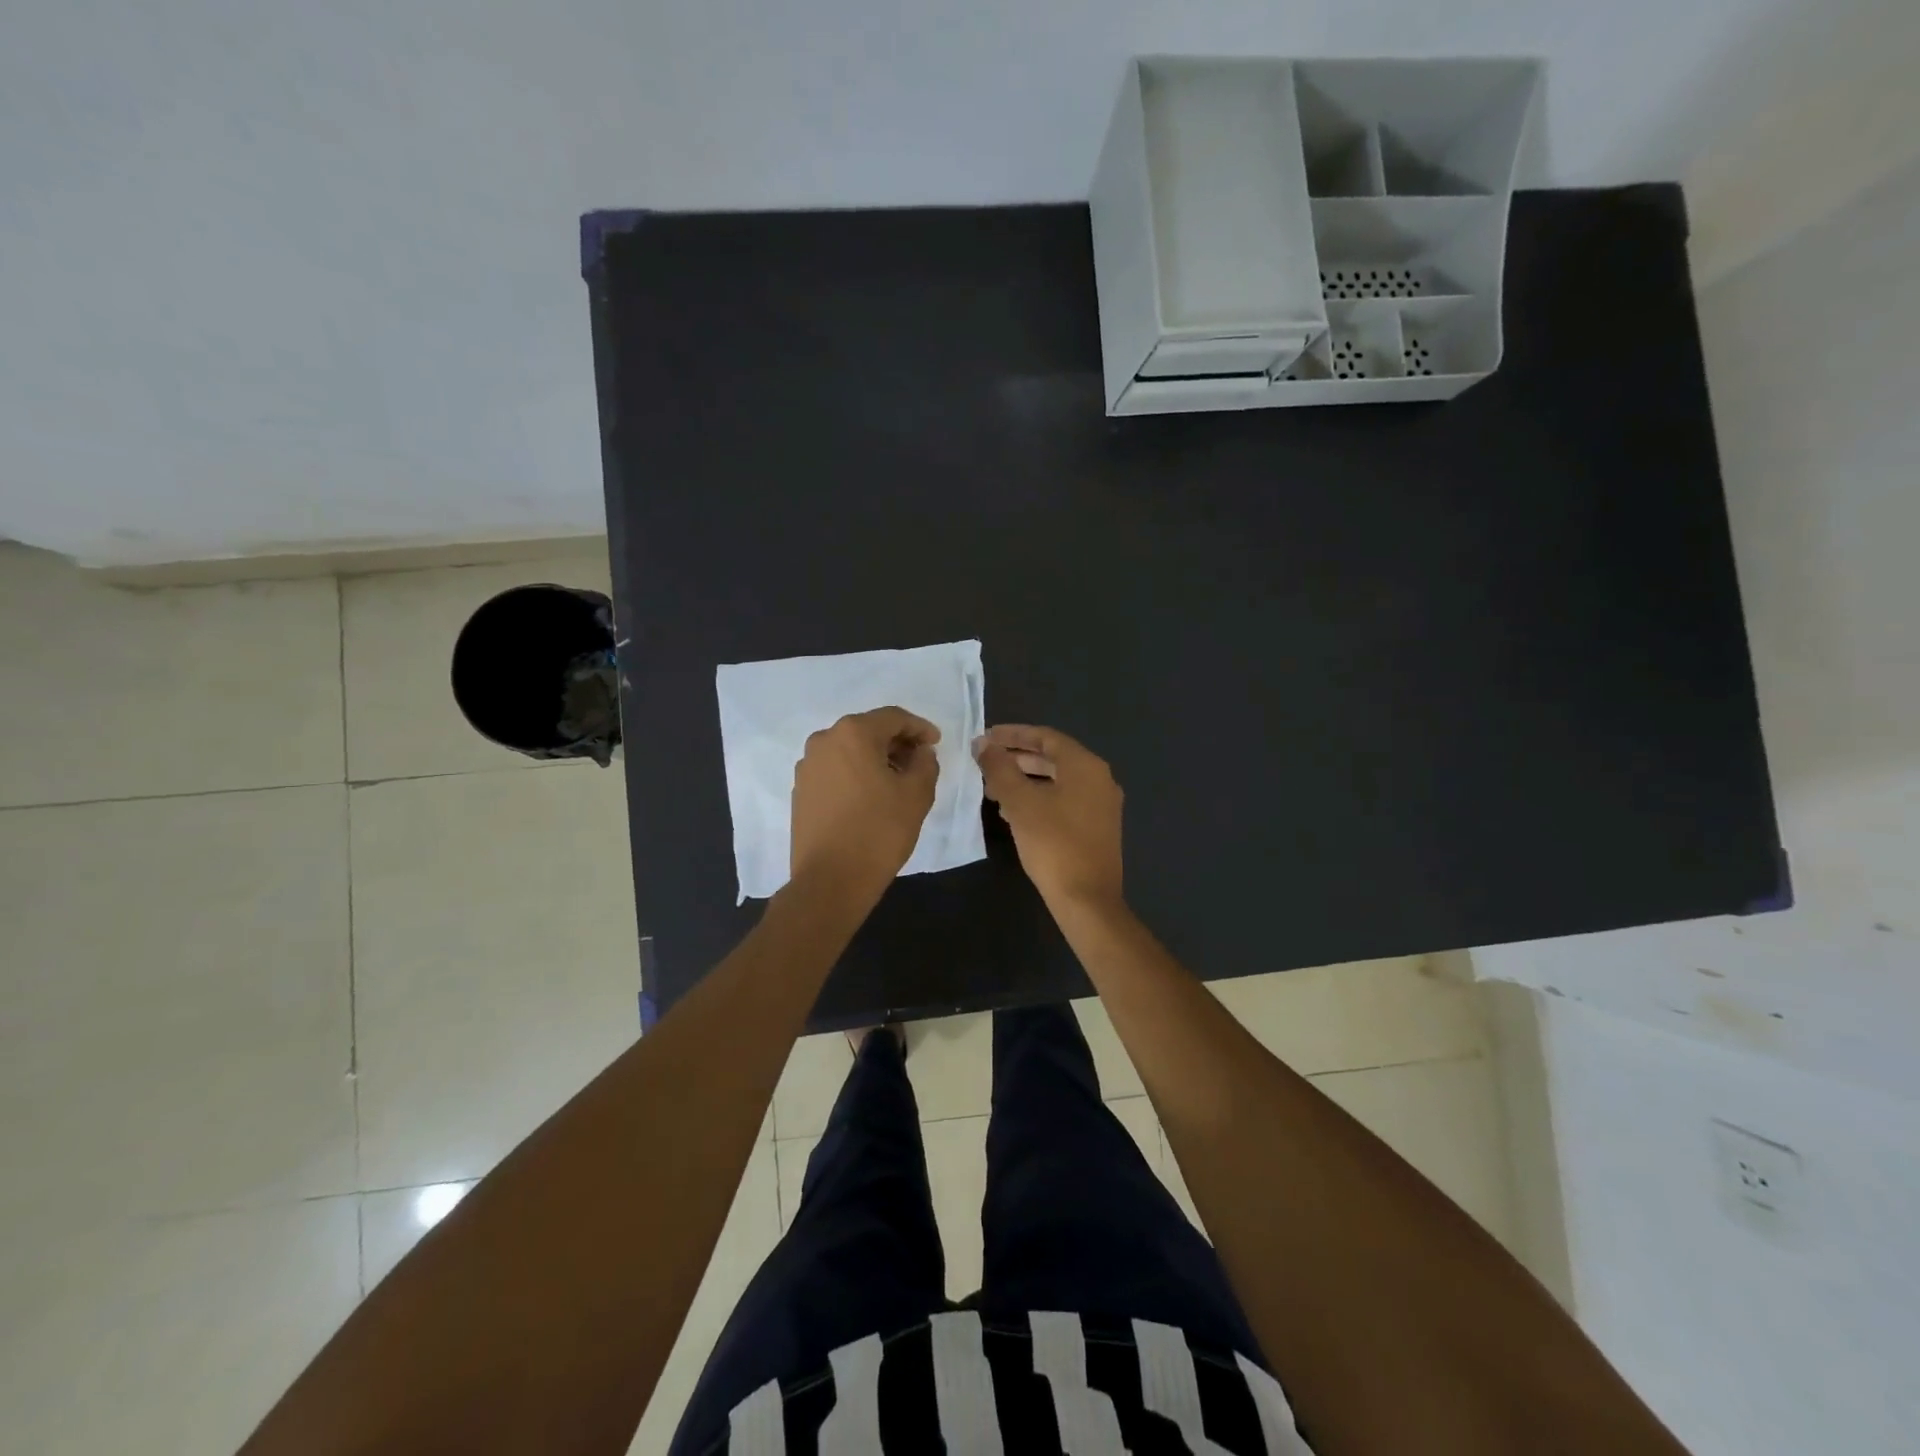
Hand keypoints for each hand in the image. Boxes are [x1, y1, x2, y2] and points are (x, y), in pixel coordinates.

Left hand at [790, 707, 940, 905]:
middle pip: (868, 731)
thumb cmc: (878, 831)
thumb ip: (925, 763)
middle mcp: (824, 741)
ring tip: (897, 781)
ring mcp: (807, 766)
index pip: (893, 718)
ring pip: (849, 751)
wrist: (830, 880)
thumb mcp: (917, 794)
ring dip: (875, 759)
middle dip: (896, 742)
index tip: (936, 743)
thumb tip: (920, 753)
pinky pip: (835, 770)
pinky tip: (871, 796)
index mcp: (853, 733)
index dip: (919, 728)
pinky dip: (856, 774)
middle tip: (919, 762)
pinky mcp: (801, 790)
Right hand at [974, 724, 1123, 911]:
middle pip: (1053, 757)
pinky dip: (1039, 798)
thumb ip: (999, 768)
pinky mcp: (1098, 827)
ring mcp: (1101, 804)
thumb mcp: (1020, 803)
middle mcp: (1099, 778)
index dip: (1013, 734)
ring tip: (992, 789)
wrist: (1087, 900)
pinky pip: (1064, 800)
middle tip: (985, 763)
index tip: (985, 738)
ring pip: (1057, 781)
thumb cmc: (1053, 844)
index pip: (1045, 737)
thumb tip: (983, 744)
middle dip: (1016, 758)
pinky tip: (1014, 813)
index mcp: (1085, 765)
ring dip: (1025, 780)